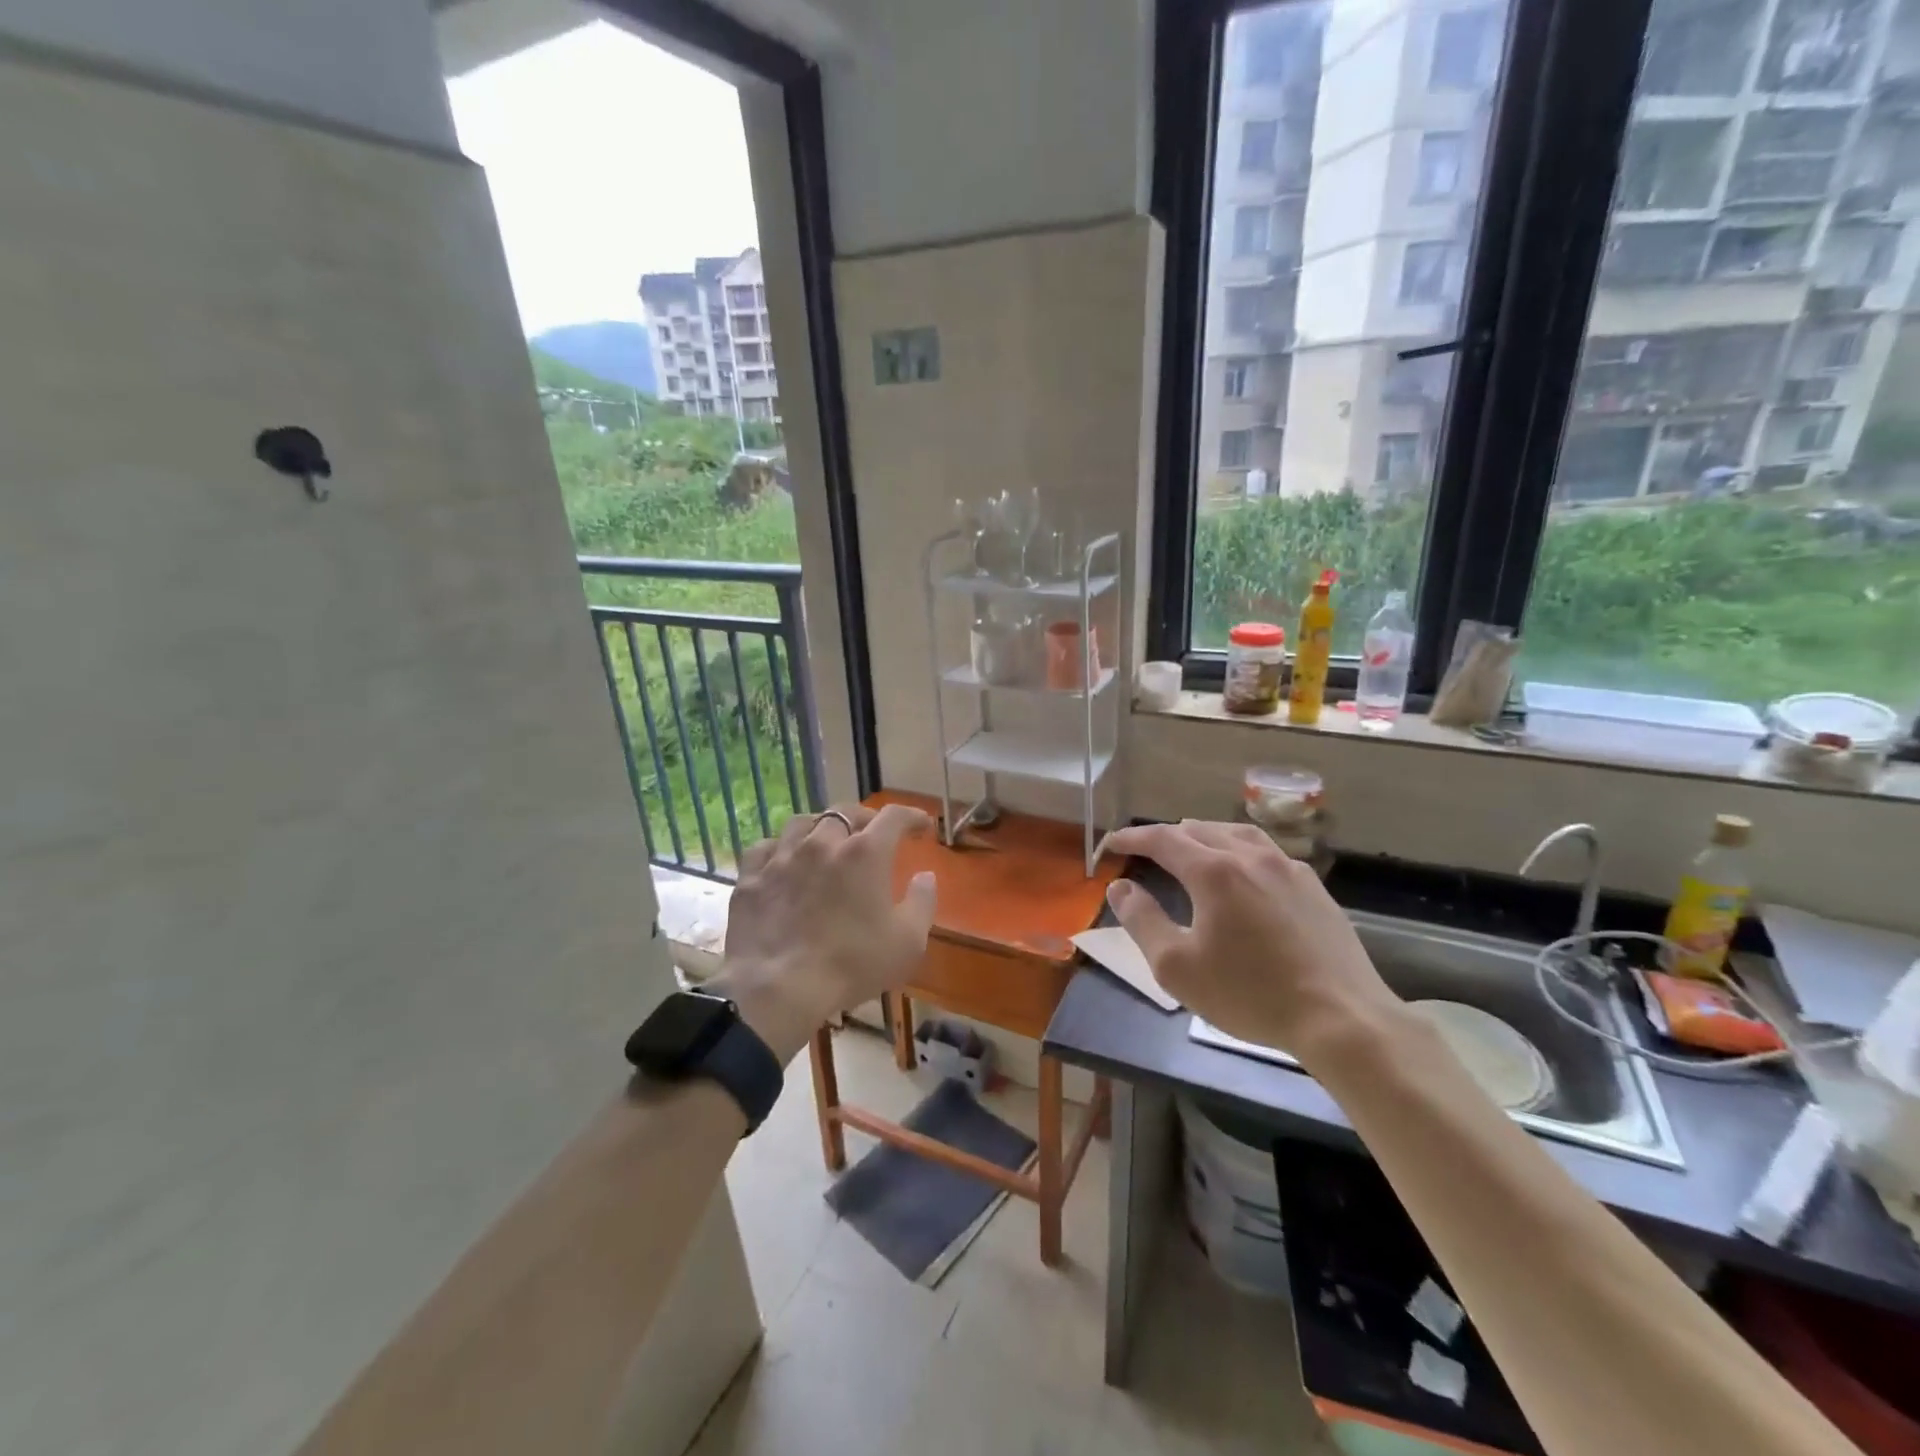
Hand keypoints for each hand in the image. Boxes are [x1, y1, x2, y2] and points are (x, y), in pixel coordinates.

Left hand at [710, 803, 936, 1063]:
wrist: (777, 988)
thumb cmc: (852, 965)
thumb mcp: (908, 942)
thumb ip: (923, 902)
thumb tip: (925, 876)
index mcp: (865, 853)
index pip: (894, 817)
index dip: (912, 816)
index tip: (921, 826)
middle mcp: (823, 842)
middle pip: (846, 813)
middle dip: (865, 819)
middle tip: (873, 834)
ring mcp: (782, 857)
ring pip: (802, 823)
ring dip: (821, 827)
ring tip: (826, 841)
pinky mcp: (751, 877)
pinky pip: (766, 847)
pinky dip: (780, 848)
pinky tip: (784, 861)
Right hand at [1102, 820, 1398, 1060]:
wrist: (1341, 1018)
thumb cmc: (1250, 994)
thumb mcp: (1176, 966)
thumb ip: (1142, 921)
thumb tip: (1120, 887)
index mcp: (1213, 871)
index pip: (1162, 839)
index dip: (1132, 838)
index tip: (1111, 845)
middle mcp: (1250, 856)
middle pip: (1199, 829)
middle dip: (1166, 836)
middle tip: (1146, 851)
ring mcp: (1288, 868)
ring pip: (1237, 833)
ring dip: (1205, 835)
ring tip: (1192, 847)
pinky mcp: (1314, 887)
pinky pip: (1267, 852)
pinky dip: (1240, 850)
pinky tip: (1244, 873)